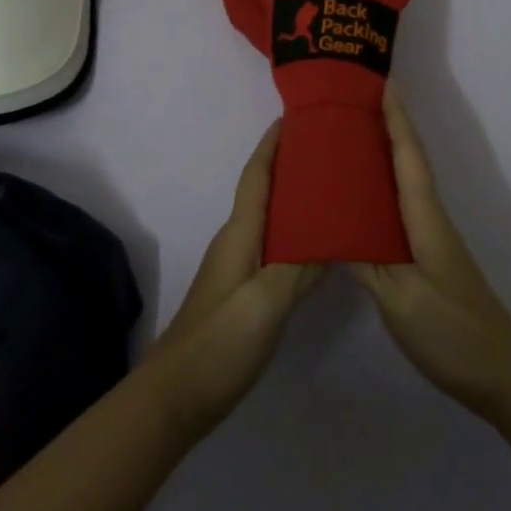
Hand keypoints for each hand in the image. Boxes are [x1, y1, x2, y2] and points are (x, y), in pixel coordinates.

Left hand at [146, 121, 320, 439]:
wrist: (177, 395)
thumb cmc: (220, 341)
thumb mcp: (266, 302)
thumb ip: (300, 267)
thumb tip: (333, 232)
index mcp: (239, 234)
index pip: (257, 175)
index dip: (272, 144)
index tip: (294, 115)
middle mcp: (237, 242)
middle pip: (264, 191)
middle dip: (290, 164)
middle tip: (329, 148)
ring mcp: (238, 268)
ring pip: (270, 219)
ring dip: (294, 198)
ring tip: (332, 187)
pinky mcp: (243, 292)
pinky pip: (274, 247)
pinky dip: (296, 234)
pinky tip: (318, 244)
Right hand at [351, 86, 510, 422]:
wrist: (500, 374)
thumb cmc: (451, 332)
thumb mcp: (400, 299)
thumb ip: (364, 262)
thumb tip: (329, 227)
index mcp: (424, 221)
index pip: (408, 158)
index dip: (396, 119)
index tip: (382, 82)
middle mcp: (428, 221)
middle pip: (407, 162)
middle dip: (385, 127)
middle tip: (350, 102)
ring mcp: (429, 241)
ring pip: (402, 185)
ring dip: (380, 156)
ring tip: (345, 139)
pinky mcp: (424, 260)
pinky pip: (397, 211)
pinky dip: (378, 193)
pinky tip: (354, 202)